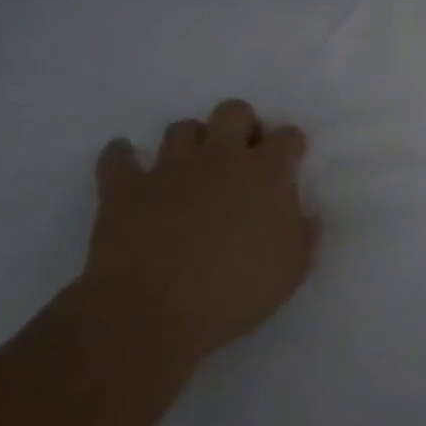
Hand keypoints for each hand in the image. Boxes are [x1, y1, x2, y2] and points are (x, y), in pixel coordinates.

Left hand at [69, 99, 318, 372]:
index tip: (289, 162)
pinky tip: (128, 166)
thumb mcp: (292, 271)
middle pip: (233, 111)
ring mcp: (170, 169)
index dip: (290, 146)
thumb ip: (304, 236)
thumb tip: (308, 218)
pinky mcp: (124, 190)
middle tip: (241, 157)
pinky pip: (117, 157)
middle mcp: (221, 157)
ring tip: (191, 168)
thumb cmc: (235, 292)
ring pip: (181, 128)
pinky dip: (122, 157)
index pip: (287, 137)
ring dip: (190, 142)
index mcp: (267, 172)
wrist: (152, 314)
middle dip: (241, 125)